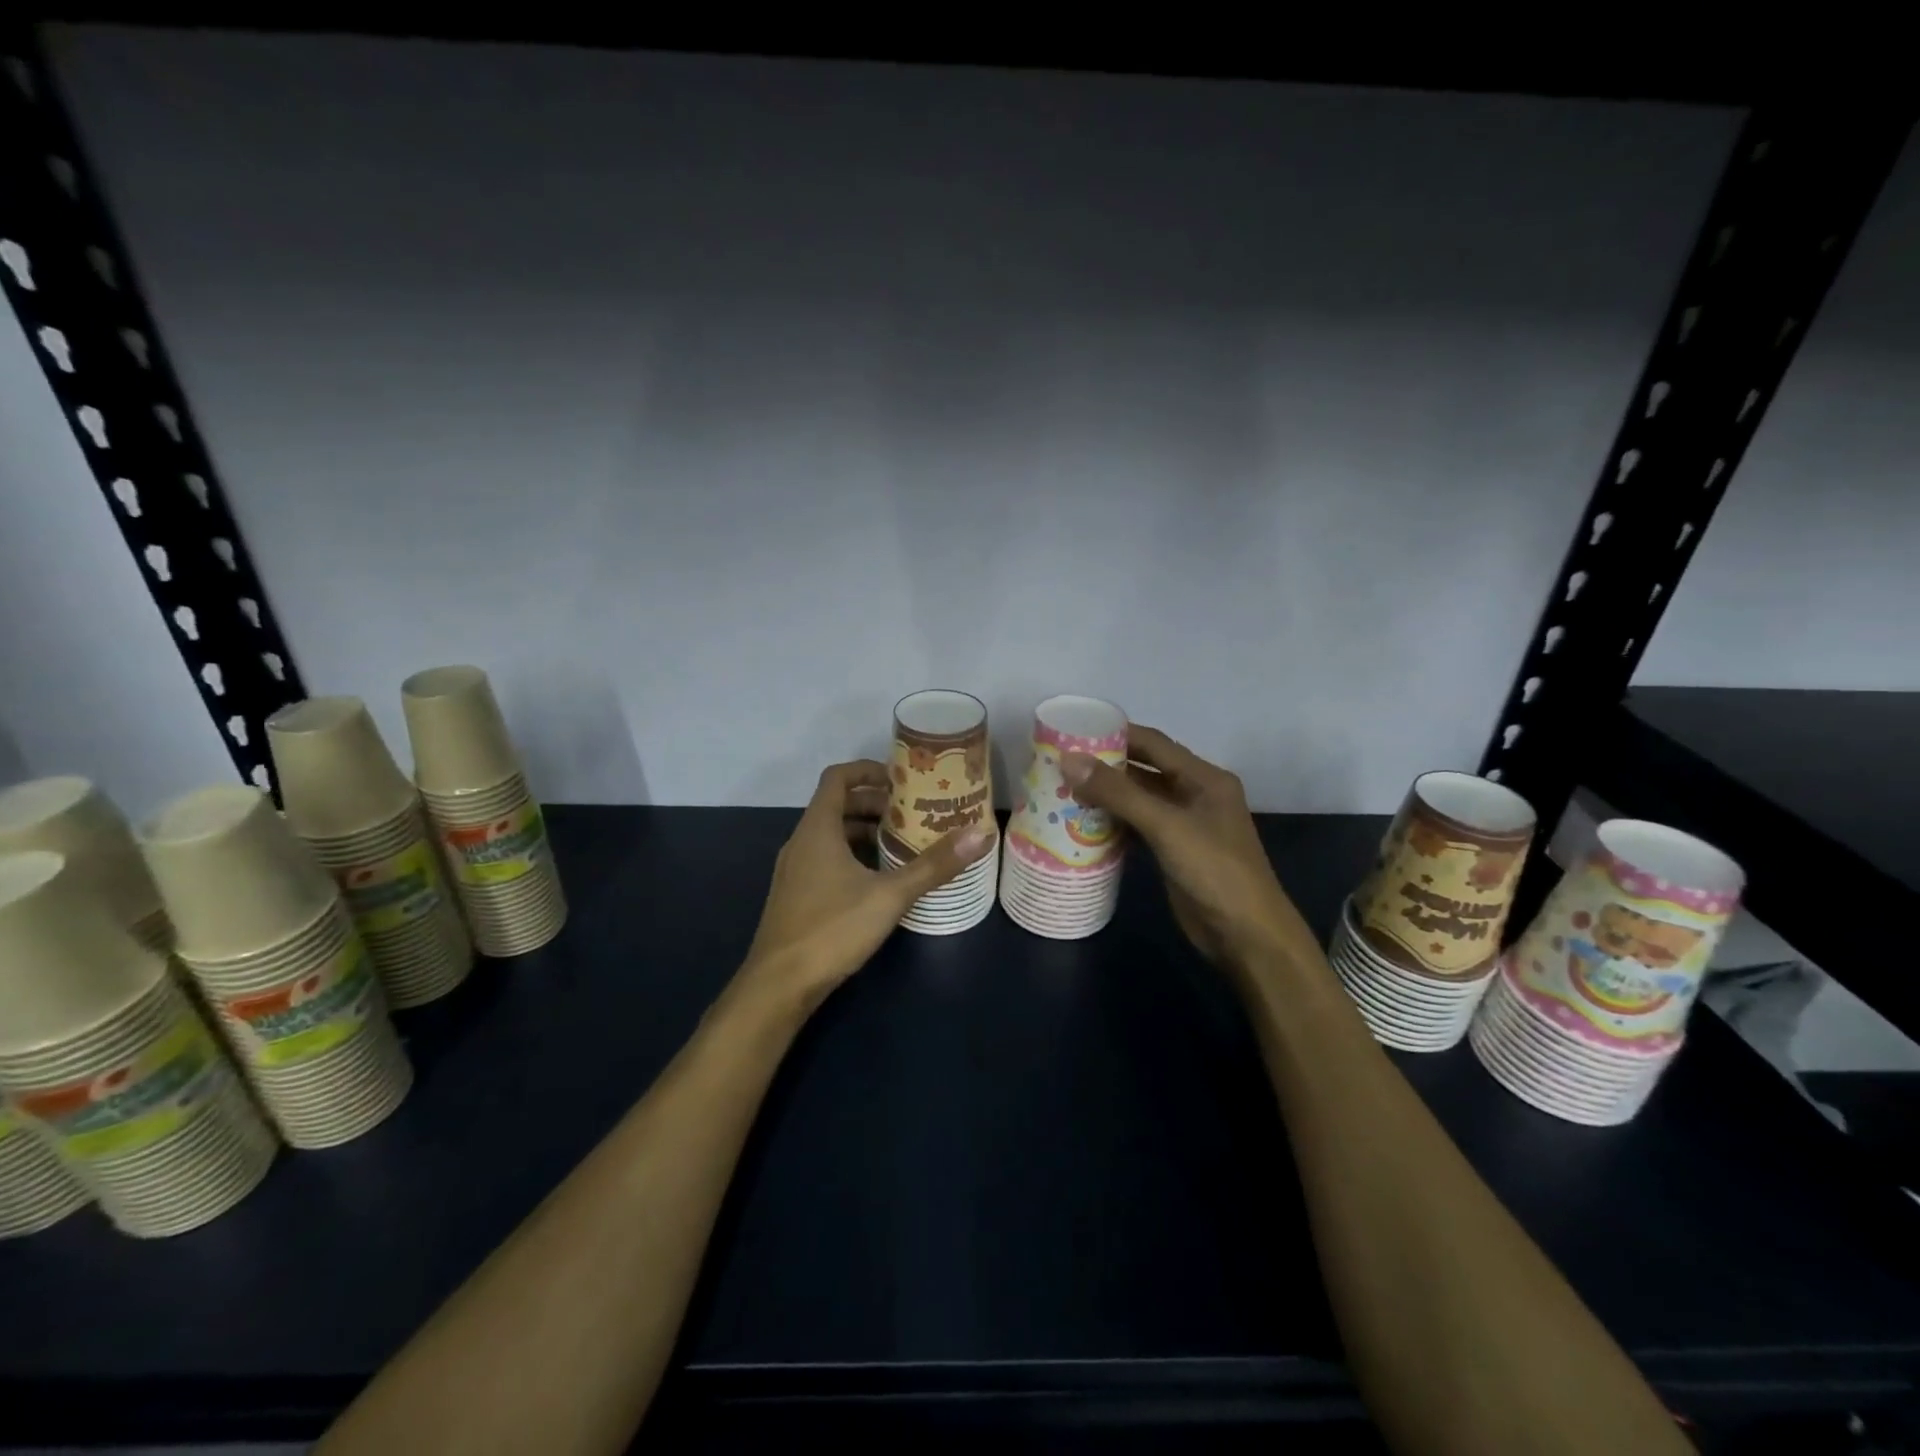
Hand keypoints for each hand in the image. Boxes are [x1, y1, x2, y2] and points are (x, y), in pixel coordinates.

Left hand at [739, 760, 994, 1013]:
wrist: (779, 986)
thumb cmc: (832, 929)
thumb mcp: (890, 895)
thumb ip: (934, 865)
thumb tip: (979, 834)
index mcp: (817, 829)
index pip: (837, 778)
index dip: (868, 770)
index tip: (901, 779)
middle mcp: (801, 842)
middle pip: (837, 805)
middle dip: (874, 804)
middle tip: (912, 813)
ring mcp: (795, 870)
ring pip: (831, 835)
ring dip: (864, 831)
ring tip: (903, 843)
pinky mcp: (796, 895)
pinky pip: (826, 858)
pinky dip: (853, 855)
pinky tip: (879, 879)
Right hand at [1063, 726, 1313, 980]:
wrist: (1246, 935)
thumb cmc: (1214, 870)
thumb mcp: (1166, 826)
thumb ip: (1119, 793)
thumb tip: (1069, 760)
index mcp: (1204, 777)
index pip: (1154, 743)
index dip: (1116, 734)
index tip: (1075, 731)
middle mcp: (1195, 794)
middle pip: (1144, 770)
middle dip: (1106, 766)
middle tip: (1061, 763)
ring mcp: (1184, 824)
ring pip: (1138, 800)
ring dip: (1106, 795)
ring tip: (1063, 789)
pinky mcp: (1173, 851)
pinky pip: (1138, 826)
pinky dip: (1113, 822)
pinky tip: (1082, 823)